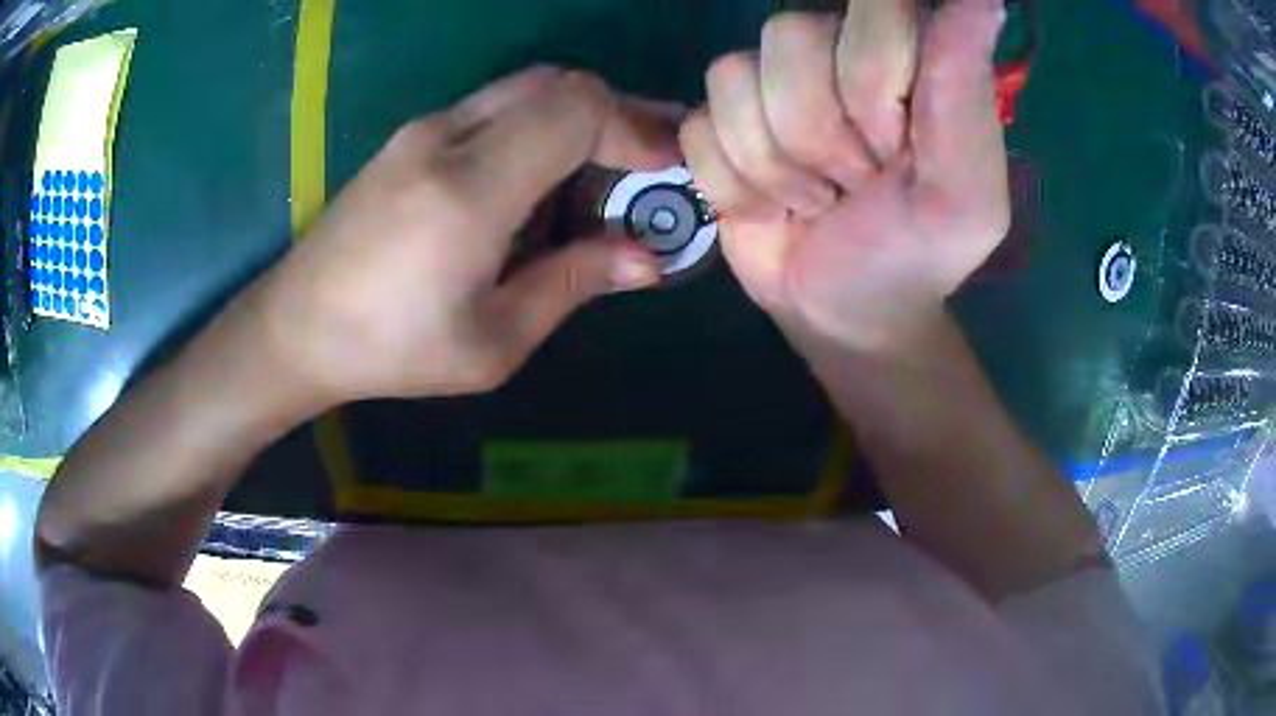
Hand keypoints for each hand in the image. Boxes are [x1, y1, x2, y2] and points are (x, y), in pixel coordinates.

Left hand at [248, 68, 679, 404]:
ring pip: (527, 87)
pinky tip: (543, 176)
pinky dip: (540, 123)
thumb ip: (572, 284)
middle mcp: (447, 137)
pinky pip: (495, 106)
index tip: (667, 166)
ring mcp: (423, 129)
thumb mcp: (492, 340)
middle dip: (617, 112)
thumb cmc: (391, 350)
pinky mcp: (412, 135)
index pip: (575, 109)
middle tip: (649, 162)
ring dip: (579, 115)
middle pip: (557, 83)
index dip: (635, 126)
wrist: (296, 326)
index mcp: (469, 190)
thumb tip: (646, 259)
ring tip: (607, 169)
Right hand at [680, 0, 1008, 352]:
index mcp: (906, 53)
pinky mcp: (716, 121)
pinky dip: (736, 187)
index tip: (897, 144)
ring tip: (815, 198)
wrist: (847, 311)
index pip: (873, 6)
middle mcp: (833, 47)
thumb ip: (965, 94)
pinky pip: (699, 131)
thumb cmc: (917, 252)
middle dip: (824, 135)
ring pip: (734, 78)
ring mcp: (767, 81)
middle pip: (791, 36)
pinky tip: (770, 207)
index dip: (871, 81)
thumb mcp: (965, 194)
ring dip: (777, 166)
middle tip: (859, 181)